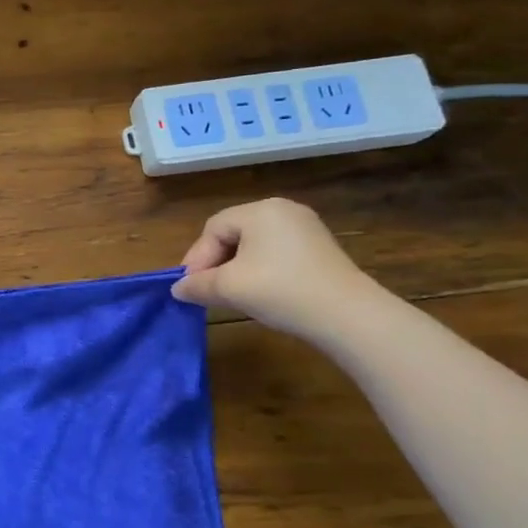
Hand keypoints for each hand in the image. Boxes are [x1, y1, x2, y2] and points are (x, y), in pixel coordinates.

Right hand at [171, 198, 378, 338]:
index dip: (198, 258)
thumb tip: (178, 288)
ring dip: (238, 269)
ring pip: (256, 246)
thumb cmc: (281, 291)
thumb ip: (197, 285)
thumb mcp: (229, 288)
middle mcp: (284, 210)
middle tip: (208, 291)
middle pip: (234, 234)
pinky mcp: (322, 251)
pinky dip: (263, 272)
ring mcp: (307, 229)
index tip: (191, 287)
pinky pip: (278, 255)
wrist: (349, 317)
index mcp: (260, 210)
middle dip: (216, 263)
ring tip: (233, 295)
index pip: (213, 228)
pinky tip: (263, 294)